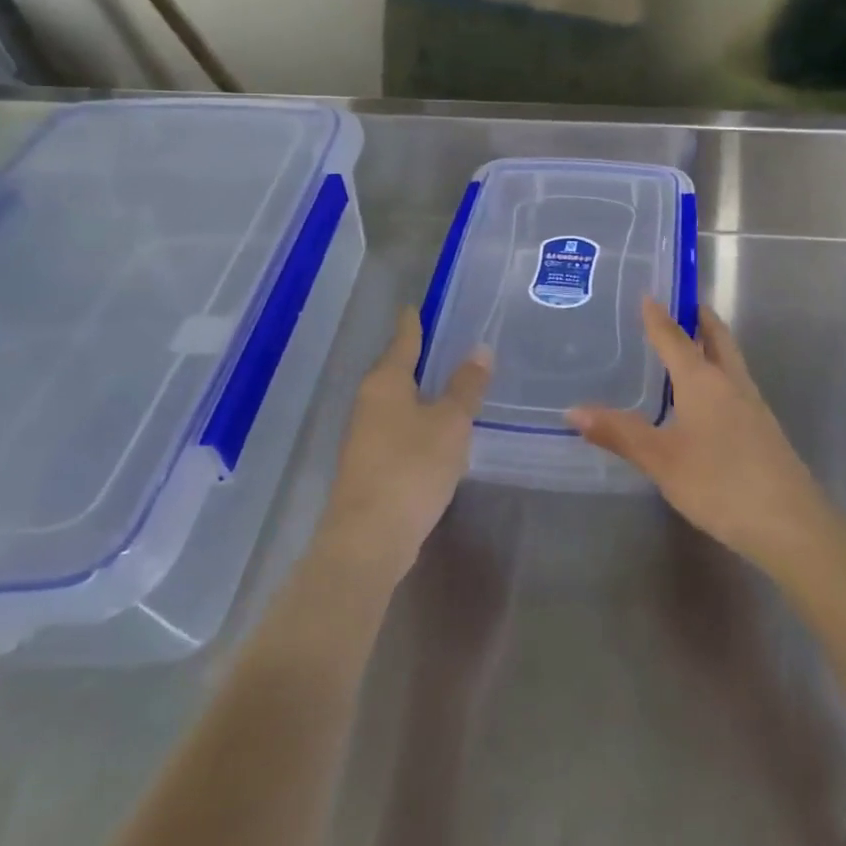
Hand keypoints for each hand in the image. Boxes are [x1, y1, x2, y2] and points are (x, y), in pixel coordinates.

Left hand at [319, 308, 490, 579]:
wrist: (368, 540)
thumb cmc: (411, 468)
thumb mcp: (450, 423)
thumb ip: (466, 386)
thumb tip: (480, 350)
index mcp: (385, 382)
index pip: (403, 339)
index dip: (413, 321)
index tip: (418, 305)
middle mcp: (369, 402)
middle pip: (396, 369)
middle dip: (420, 356)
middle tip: (450, 342)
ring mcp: (365, 435)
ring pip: (397, 400)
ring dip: (420, 391)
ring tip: (451, 383)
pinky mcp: (369, 465)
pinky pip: (397, 428)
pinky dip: (418, 420)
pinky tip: (438, 430)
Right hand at [566, 299, 828, 567]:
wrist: (789, 521)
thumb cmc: (719, 482)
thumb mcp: (661, 460)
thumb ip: (619, 433)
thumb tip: (573, 410)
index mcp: (702, 379)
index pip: (675, 337)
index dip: (658, 317)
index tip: (648, 294)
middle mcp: (730, 381)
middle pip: (716, 337)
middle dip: (698, 317)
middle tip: (680, 305)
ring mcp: (752, 404)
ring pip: (730, 359)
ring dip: (711, 344)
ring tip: (689, 346)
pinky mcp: (763, 427)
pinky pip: (736, 384)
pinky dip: (719, 373)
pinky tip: (708, 398)